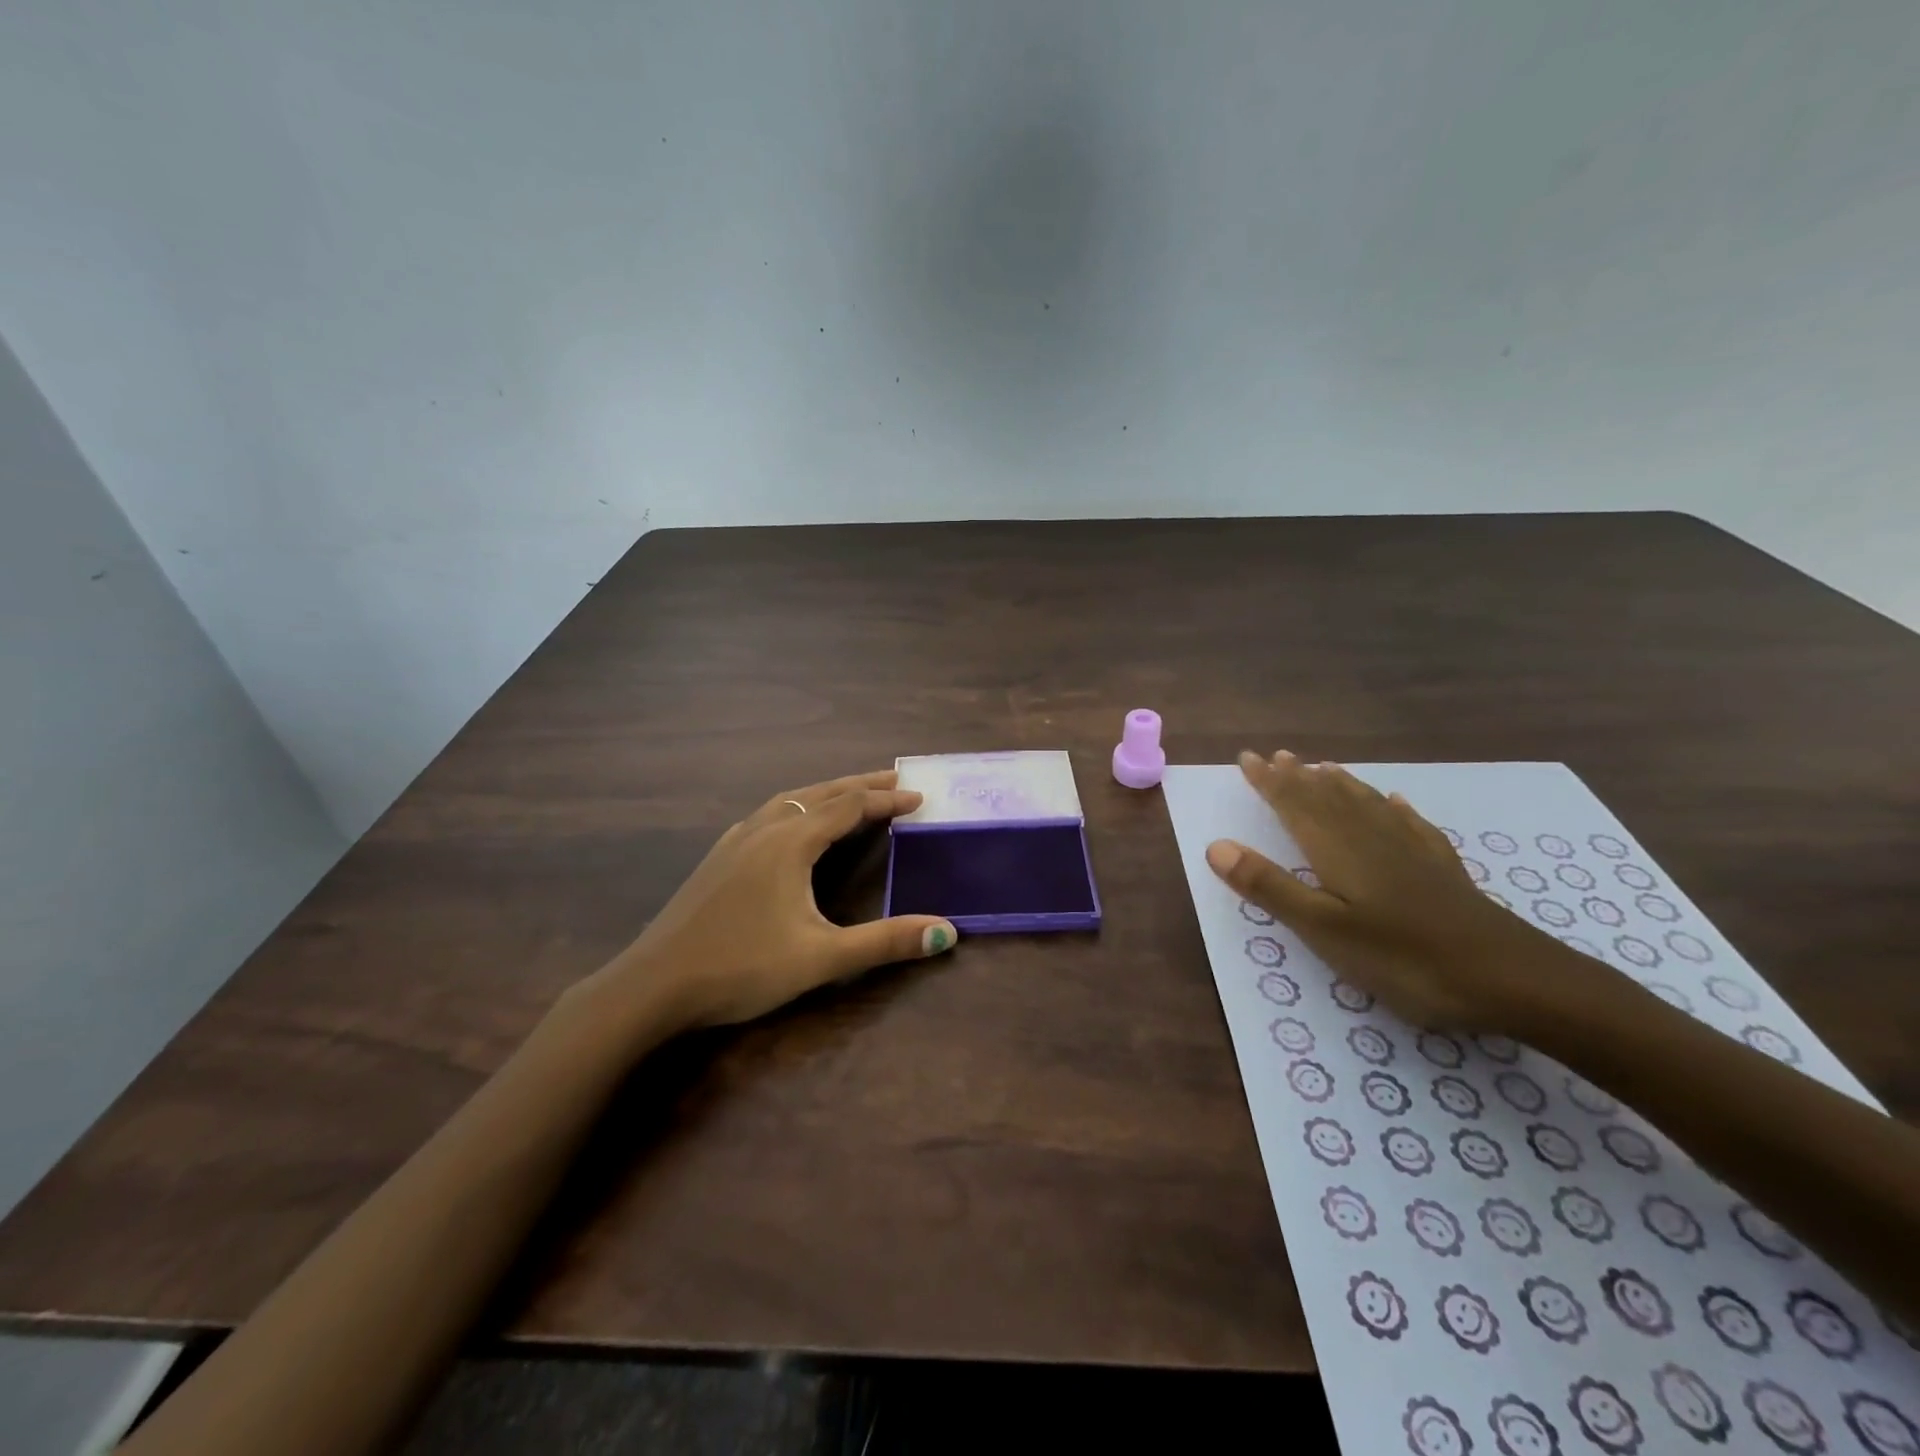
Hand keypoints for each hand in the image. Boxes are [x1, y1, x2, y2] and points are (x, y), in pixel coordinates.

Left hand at [601, 771, 957, 1029]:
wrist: (652, 986)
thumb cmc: (741, 967)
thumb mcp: (821, 959)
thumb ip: (885, 943)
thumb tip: (946, 931)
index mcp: (791, 842)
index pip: (850, 807)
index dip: (887, 801)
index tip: (920, 797)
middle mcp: (764, 829)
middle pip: (821, 793)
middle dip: (861, 785)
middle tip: (896, 779)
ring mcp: (735, 841)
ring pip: (790, 799)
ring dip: (827, 793)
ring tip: (852, 795)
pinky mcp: (718, 858)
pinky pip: (768, 815)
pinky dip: (796, 807)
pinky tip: (791, 825)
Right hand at [1204, 750, 1586, 1030]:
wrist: (1513, 979)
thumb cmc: (1405, 958)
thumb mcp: (1325, 930)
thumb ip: (1271, 887)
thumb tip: (1216, 846)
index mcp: (1338, 851)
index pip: (1296, 805)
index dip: (1270, 782)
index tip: (1248, 758)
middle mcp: (1372, 839)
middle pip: (1329, 799)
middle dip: (1299, 778)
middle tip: (1277, 755)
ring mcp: (1412, 853)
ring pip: (1367, 805)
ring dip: (1339, 785)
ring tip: (1322, 767)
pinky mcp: (1443, 871)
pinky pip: (1411, 826)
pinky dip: (1395, 809)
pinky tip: (1396, 802)